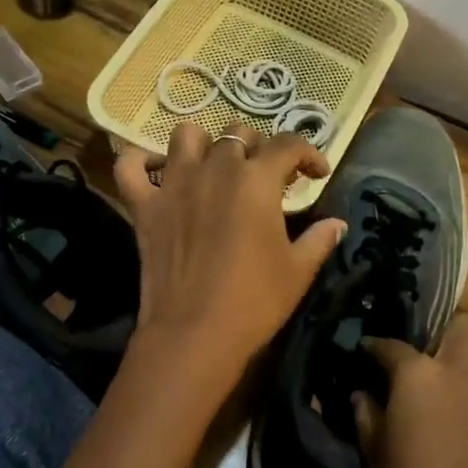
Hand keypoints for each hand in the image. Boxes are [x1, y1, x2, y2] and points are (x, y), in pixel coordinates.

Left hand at [114, 122, 345, 377]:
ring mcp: (174, 184)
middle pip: (238, 134)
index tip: (317, 173)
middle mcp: (214, 168)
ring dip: (204, 144)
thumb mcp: (298, 271)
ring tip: (214, 166)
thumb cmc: (254, 301)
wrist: (195, 332)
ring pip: (186, 135)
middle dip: (258, 148)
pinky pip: (129, 166)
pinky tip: (156, 172)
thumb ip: (320, 240)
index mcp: (257, 180)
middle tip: (266, 177)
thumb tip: (337, 224)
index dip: (309, 153)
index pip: (288, 144)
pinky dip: (140, 161)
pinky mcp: (143, 206)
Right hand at [356, 315, 467, 467]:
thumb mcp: (375, 455)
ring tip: (450, 415)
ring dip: (465, 383)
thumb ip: (366, 415)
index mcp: (421, 375)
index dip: (376, 347)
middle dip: (447, 334)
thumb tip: (362, 395)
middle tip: (429, 363)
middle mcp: (466, 374)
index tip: (367, 353)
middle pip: (465, 327)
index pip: (392, 345)